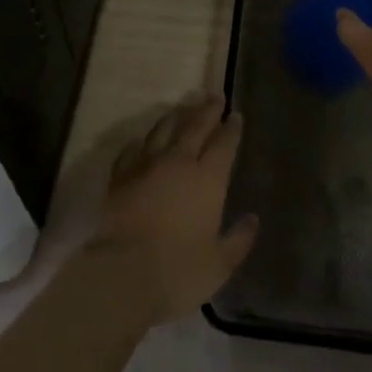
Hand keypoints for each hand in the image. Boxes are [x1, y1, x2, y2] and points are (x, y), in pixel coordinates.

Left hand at [92, 95, 258, 323]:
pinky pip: (132, 150)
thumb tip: (252, 219)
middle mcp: (178, 163)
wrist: (118, 275)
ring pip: (163, 130)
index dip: (231, 128)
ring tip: (183, 108)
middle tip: (214, 96)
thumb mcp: (219, 264)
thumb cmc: (177, 271)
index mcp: (208, 179)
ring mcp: (145, 166)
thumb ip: (238, 239)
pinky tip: (141, 140)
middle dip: (207, 110)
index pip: (224, 144)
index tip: (235, 115)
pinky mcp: (119, 177)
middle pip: (195, 126)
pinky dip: (141, 142)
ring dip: (175, 117)